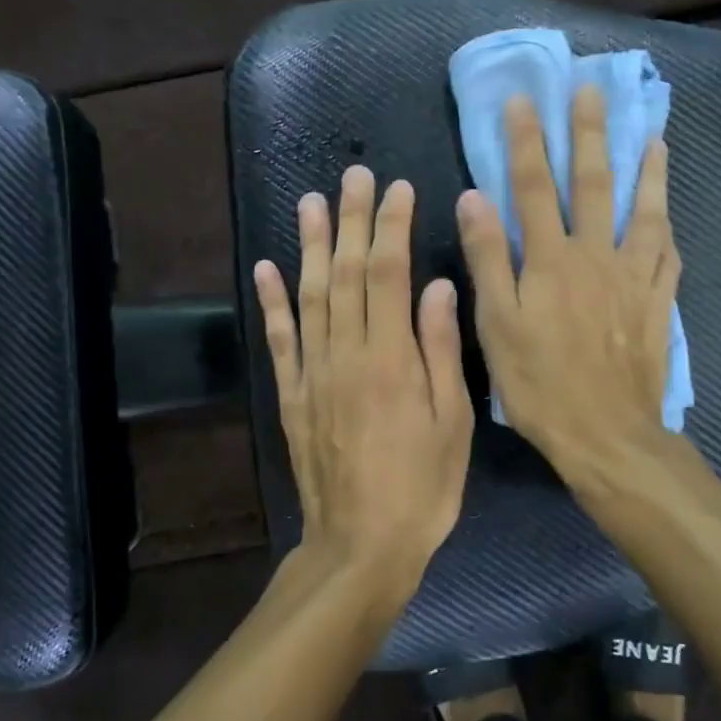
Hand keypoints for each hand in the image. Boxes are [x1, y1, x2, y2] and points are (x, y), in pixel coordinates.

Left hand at [254, 166, 473, 601]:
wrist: (361, 545)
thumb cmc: (423, 486)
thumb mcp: (454, 422)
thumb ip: (442, 349)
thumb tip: (439, 285)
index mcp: (392, 358)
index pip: (388, 273)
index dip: (392, 226)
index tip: (398, 188)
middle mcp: (347, 354)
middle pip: (345, 273)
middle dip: (351, 220)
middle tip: (354, 175)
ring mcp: (313, 373)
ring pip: (309, 295)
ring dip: (309, 245)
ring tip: (310, 201)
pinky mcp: (292, 396)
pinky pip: (279, 340)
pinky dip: (272, 301)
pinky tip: (267, 266)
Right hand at [456, 86, 679, 483]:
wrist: (605, 433)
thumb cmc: (540, 383)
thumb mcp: (497, 325)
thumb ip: (487, 258)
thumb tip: (473, 198)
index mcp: (549, 260)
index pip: (531, 187)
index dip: (526, 141)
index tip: (523, 100)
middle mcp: (595, 255)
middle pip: (592, 184)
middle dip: (588, 134)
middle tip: (591, 90)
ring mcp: (633, 277)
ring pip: (643, 211)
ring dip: (646, 170)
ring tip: (652, 135)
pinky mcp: (657, 302)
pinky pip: (668, 255)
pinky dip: (668, 227)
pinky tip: (669, 213)